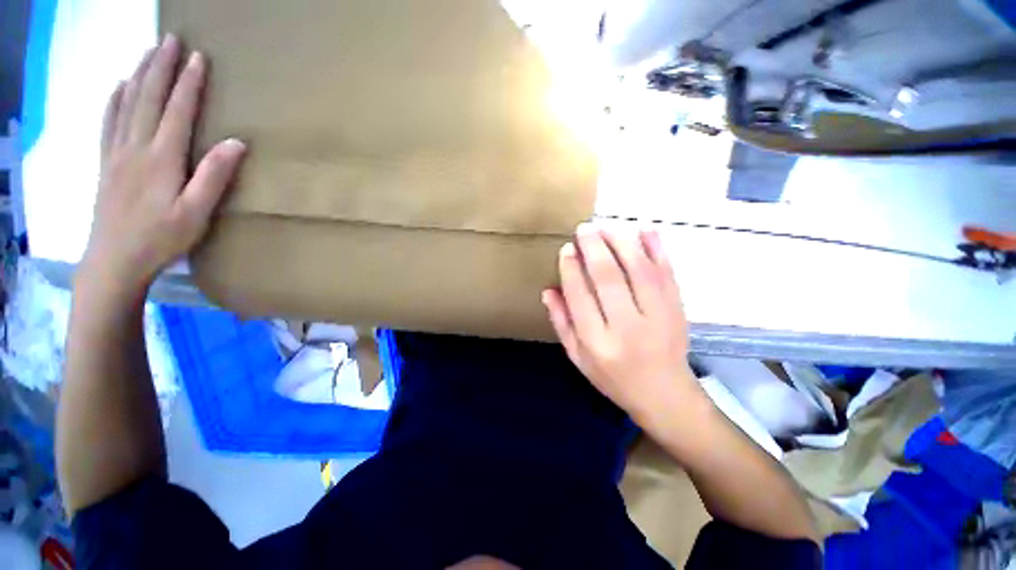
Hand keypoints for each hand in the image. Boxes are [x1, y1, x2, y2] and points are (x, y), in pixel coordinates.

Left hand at [81, 34, 245, 296]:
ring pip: (127, 103)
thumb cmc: (161, 239)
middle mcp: (135, 147)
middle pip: (148, 98)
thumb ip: (215, 176)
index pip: (177, 111)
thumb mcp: (197, 213)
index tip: (199, 57)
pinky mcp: (106, 163)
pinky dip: (114, 98)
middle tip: (172, 39)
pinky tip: (119, 85)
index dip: (189, 83)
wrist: (114, 260)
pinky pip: (108, 121)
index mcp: (161, 158)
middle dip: (161, 66)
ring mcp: (116, 152)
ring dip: (139, 74)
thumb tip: (237, 143)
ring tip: (149, 51)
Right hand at [542, 224, 699, 421]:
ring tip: (607, 227)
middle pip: (608, 279)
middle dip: (595, 249)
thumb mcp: (578, 357)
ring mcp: (657, 316)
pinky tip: (646, 230)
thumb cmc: (614, 378)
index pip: (580, 296)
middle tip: (585, 229)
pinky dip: (657, 249)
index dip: (571, 268)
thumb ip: (562, 323)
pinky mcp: (677, 309)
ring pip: (638, 270)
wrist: (665, 394)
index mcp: (597, 342)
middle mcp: (627, 327)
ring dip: (621, 243)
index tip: (567, 249)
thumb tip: (548, 290)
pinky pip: (667, 273)